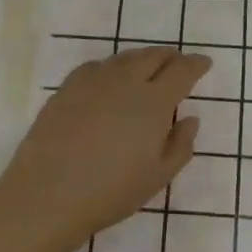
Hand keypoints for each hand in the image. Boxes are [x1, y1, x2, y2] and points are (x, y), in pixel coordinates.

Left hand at [0, 47, 210, 251]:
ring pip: (125, 58)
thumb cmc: (110, 191)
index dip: (196, 64)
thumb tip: (190, 118)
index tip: (204, 63)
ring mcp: (93, 81)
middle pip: (153, 56)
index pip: (182, 71)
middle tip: (178, 63)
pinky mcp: (67, 88)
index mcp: (153, 102)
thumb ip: (180, 145)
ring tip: (147, 69)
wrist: (47, 194)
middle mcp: (126, 81)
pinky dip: (112, 68)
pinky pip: (97, 67)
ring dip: (142, 59)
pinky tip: (109, 80)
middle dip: (170, 57)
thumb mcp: (158, 177)